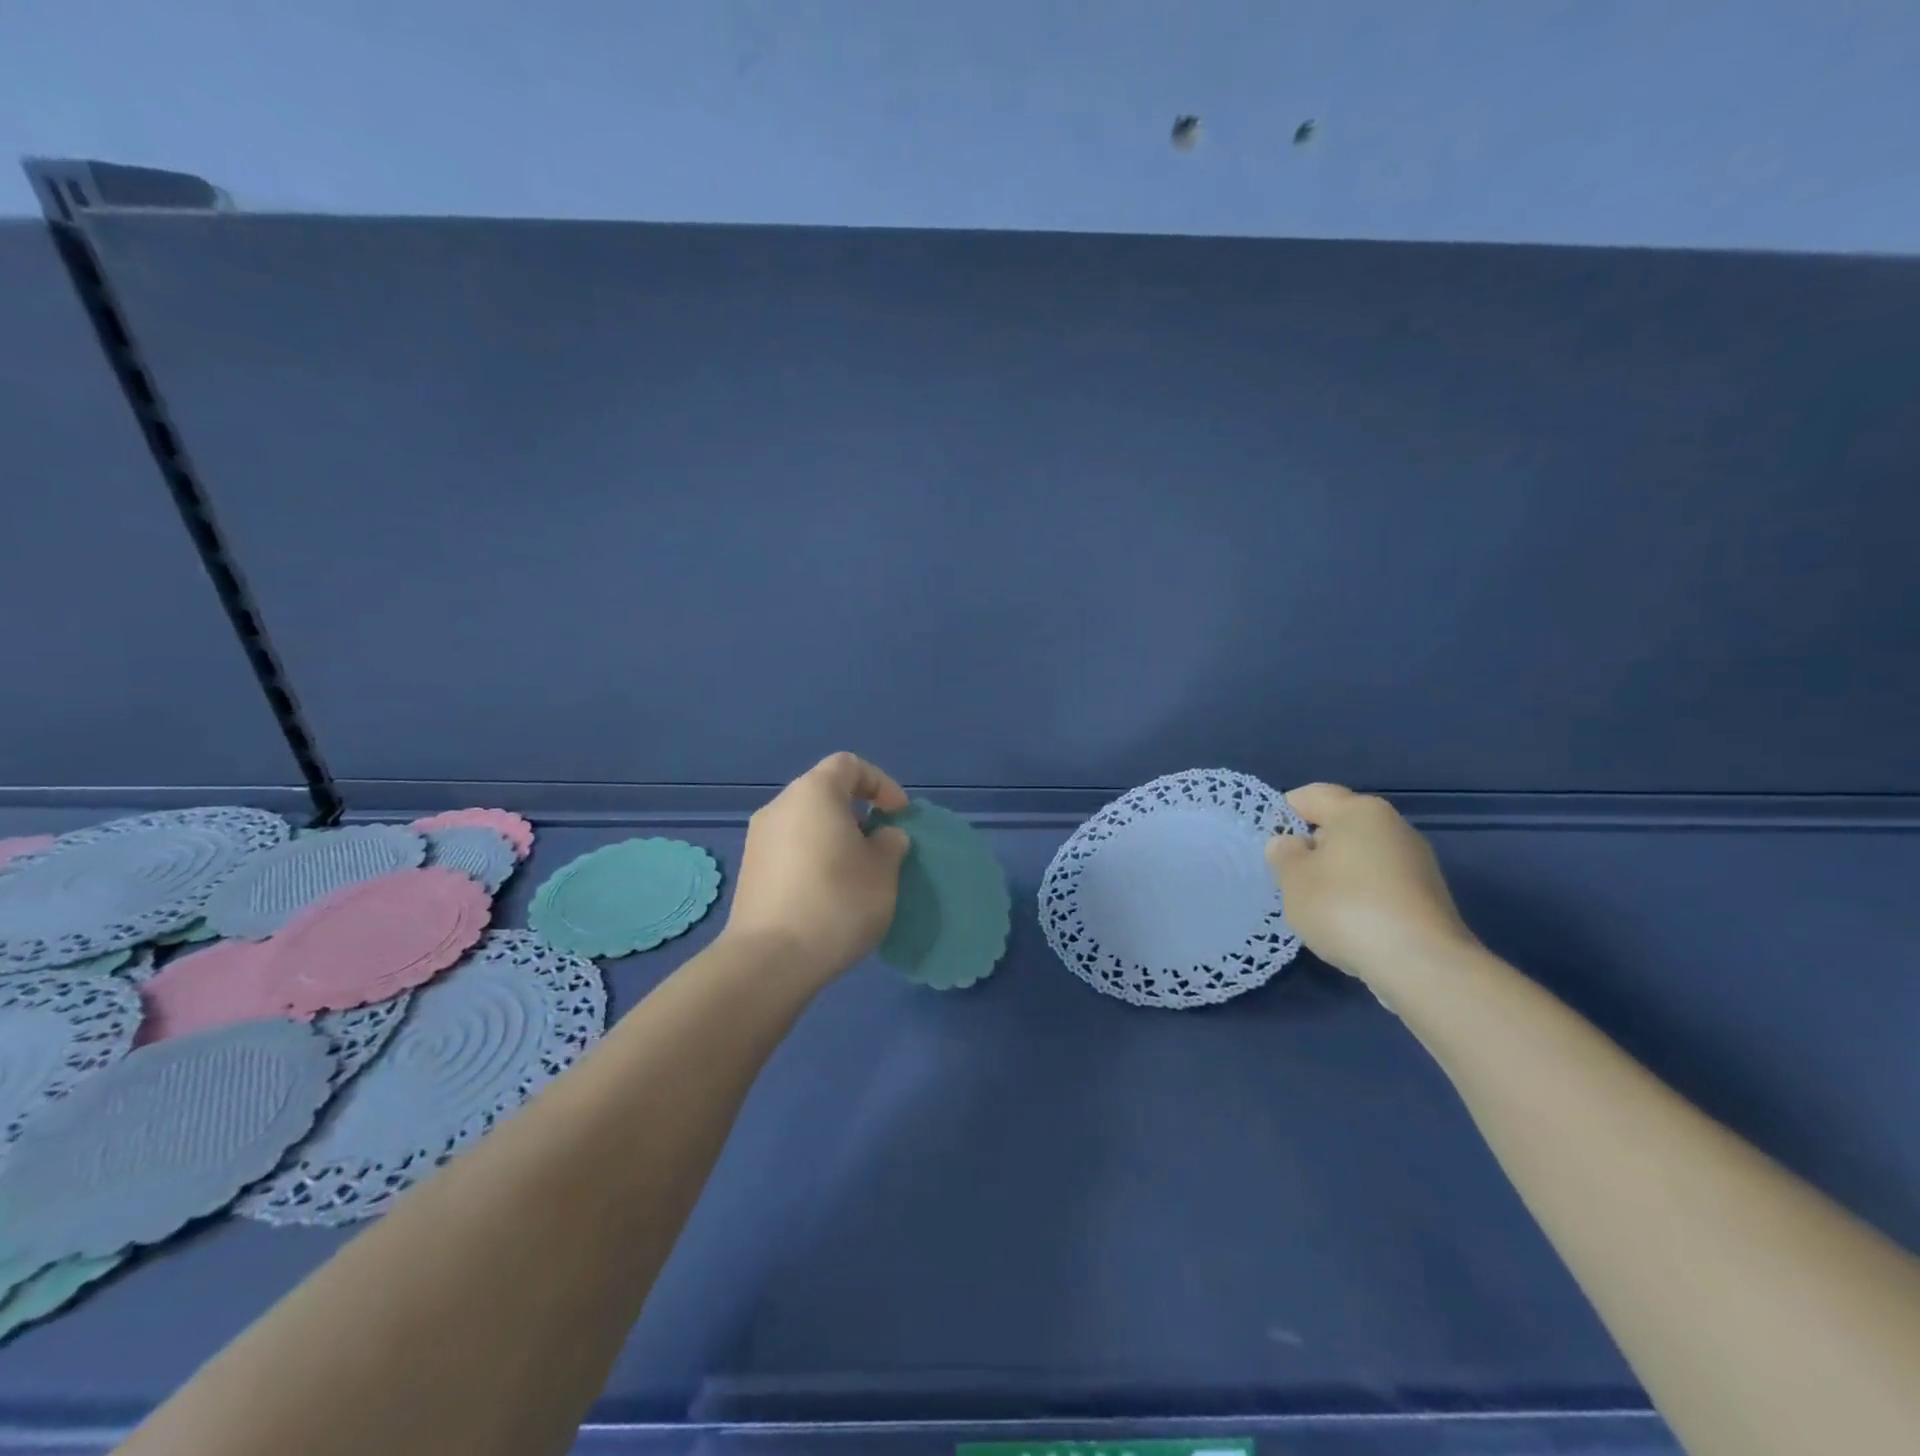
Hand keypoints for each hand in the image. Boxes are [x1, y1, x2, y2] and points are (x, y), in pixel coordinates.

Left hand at [722, 752, 912, 983]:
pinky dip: (813, 858)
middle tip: (879, 846)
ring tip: (856, 873)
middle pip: (825, 793)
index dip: (880, 783)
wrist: (770, 960)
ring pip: (806, 823)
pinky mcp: (750, 871)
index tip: (898, 815)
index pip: (850, 765)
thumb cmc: (837, 902)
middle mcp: (780, 806)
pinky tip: (827, 894)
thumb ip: (890, 843)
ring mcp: (759, 839)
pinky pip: (790, 849)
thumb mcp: (883, 872)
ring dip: (834, 838)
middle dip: (857, 812)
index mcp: (814, 792)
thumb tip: (882, 836)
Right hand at [1266, 783, 1476, 987]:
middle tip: (1289, 878)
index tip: (1269, 844)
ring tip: (1318, 907)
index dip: (1283, 814)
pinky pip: (1380, 884)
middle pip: (1339, 826)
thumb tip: (1293, 844)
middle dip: (1312, 847)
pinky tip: (1350, 924)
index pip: (1311, 796)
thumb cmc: (1345, 907)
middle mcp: (1393, 826)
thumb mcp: (1292, 879)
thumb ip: (1284, 854)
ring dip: (1337, 875)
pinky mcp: (1428, 896)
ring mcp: (1416, 862)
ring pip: (1361, 857)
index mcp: (1359, 810)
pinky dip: (1361, 897)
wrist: (1421, 964)